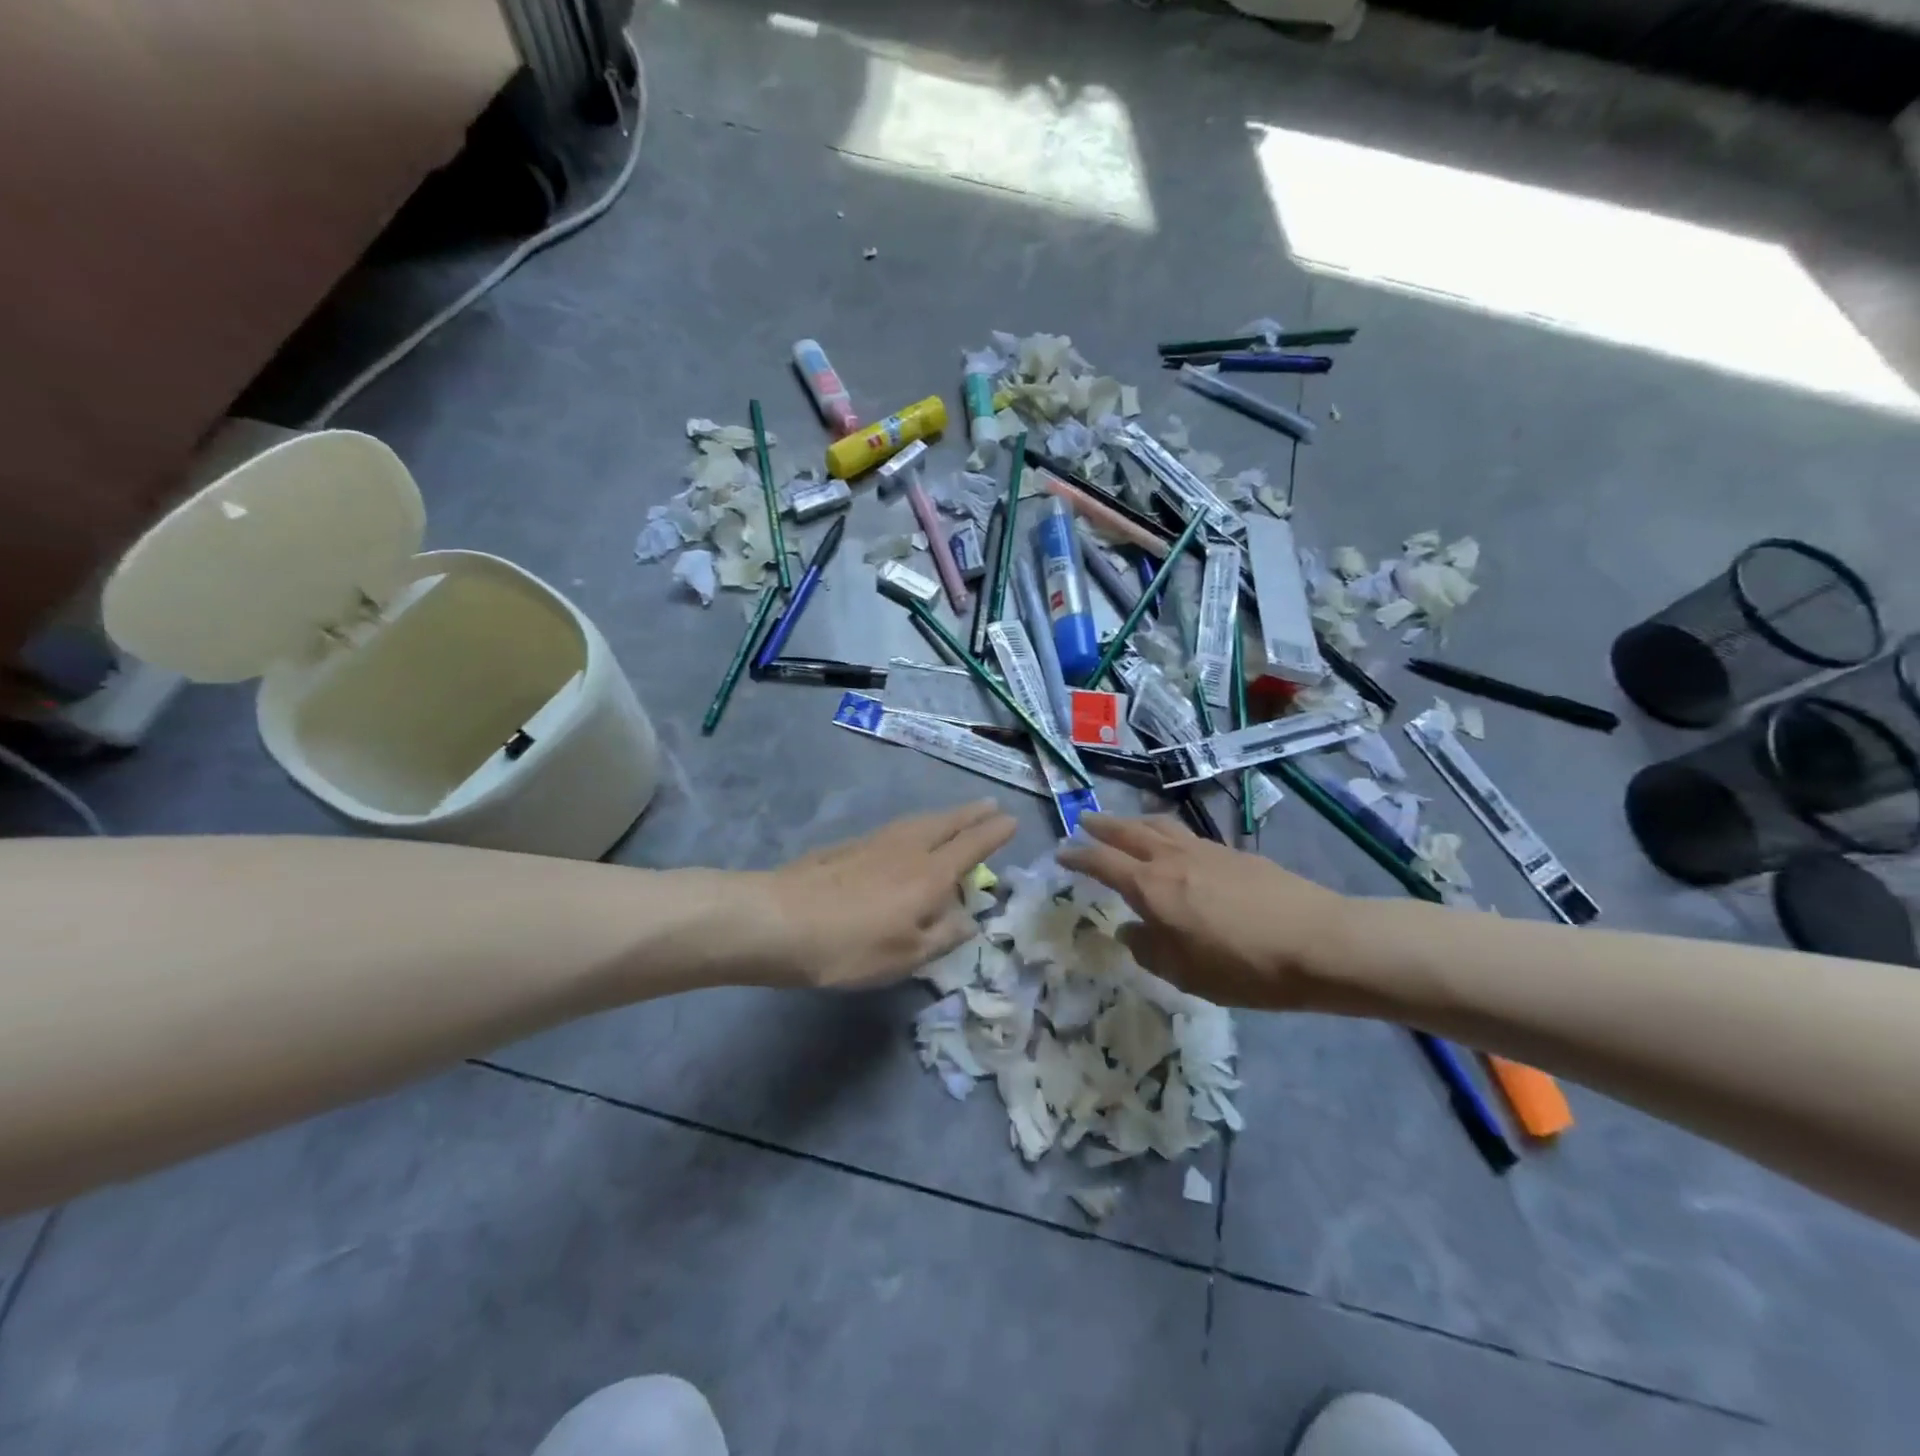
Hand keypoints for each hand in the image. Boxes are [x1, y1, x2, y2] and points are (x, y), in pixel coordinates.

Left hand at [759, 800, 1017, 989]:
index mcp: (930, 874)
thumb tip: (971, 919)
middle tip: (991, 804)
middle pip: (948, 823)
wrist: (780, 920)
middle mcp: (909, 848)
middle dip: (972, 814)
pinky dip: (917, 825)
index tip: (1012, 820)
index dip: (995, 833)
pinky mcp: (849, 845)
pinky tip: (909, 835)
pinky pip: (898, 827)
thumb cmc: (852, 946)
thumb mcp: (908, 955)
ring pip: (921, 821)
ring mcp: (876, 841)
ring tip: (957, 815)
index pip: (972, 846)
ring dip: (945, 815)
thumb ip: (944, 935)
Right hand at [1057, 813, 1349, 1009]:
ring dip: (1136, 822)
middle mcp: (1173, 859)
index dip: (1078, 856)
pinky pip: (1188, 834)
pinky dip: (1168, 832)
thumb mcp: (1185, 974)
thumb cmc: (1244, 967)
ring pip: (1160, 825)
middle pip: (1129, 831)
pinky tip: (1176, 844)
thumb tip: (1130, 929)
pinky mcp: (1235, 853)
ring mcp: (1207, 850)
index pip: (1103, 862)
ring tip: (1127, 824)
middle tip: (1085, 820)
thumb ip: (1148, 949)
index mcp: (1152, 887)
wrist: (1320, 942)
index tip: (1061, 852)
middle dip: (1103, 825)